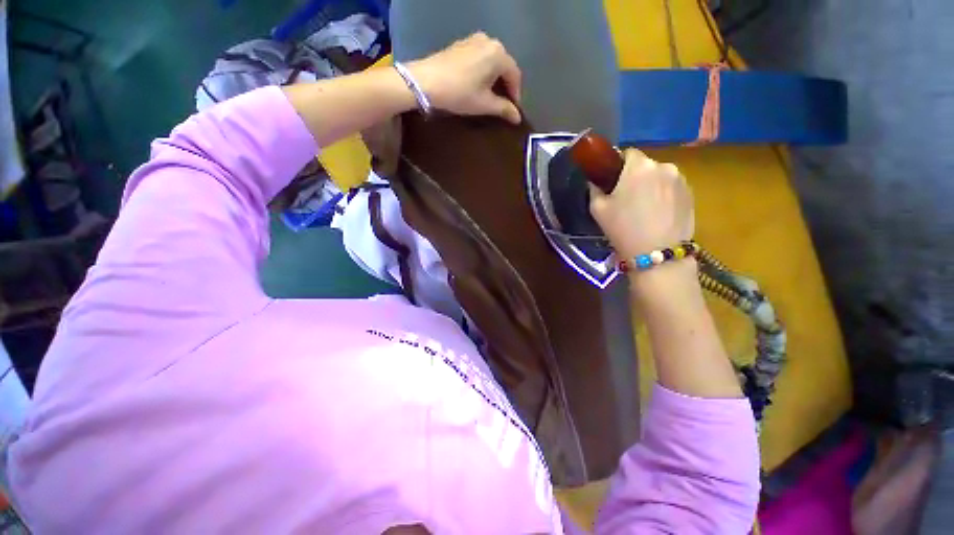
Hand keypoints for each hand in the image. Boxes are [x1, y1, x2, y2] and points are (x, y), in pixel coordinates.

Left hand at [406, 32, 522, 123]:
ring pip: (492, 61)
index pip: (515, 75)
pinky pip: (480, 57)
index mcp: (499, 54)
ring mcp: (474, 39)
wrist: (425, 81)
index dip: (516, 94)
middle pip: (504, 66)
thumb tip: (518, 117)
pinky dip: (483, 71)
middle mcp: (490, 41)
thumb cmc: (460, 93)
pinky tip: (478, 84)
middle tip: (503, 104)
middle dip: (506, 85)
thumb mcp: (484, 104)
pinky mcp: (461, 43)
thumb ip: (504, 109)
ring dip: (494, 78)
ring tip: (491, 95)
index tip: (513, 110)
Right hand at [589, 149, 694, 259]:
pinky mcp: (691, 193)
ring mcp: (681, 179)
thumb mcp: (597, 209)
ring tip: (644, 208)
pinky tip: (658, 213)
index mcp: (638, 166)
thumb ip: (594, 188)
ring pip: (660, 175)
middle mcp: (663, 165)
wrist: (656, 253)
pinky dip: (664, 194)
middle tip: (626, 198)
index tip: (612, 183)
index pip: (627, 153)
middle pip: (645, 165)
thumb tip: (596, 181)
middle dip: (635, 176)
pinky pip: (672, 187)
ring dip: (651, 185)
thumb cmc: (622, 228)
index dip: (618, 166)